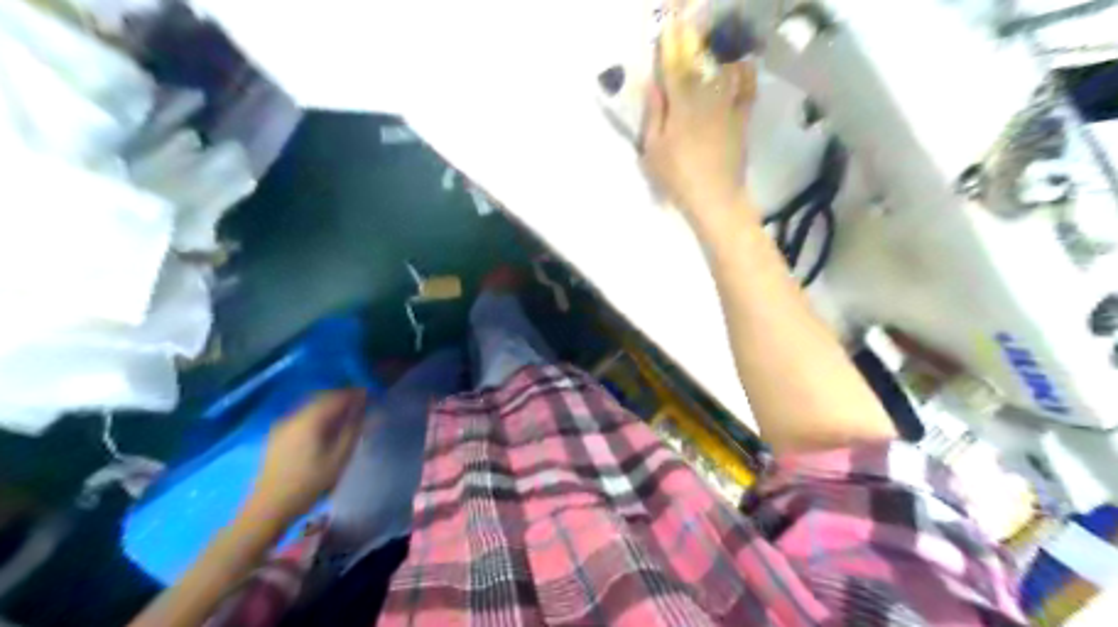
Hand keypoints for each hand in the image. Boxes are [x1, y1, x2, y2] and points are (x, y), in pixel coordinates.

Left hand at [245, 391, 365, 524]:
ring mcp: (282, 426)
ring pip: (311, 407)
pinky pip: (302, 416)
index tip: (370, 396)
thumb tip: (364, 409)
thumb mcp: (339, 457)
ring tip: (346, 415)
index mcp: (309, 420)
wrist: (268, 508)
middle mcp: (293, 417)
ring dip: (330, 406)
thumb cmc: (308, 484)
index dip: (354, 394)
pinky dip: (318, 415)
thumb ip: (353, 429)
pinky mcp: (277, 436)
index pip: (336, 397)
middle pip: (322, 398)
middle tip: (361, 404)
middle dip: (342, 398)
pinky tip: (325, 427)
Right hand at [642, 14, 754, 227]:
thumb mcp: (652, 150)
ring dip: (719, 50)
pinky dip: (745, 74)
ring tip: (717, 36)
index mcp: (680, 106)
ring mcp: (728, 107)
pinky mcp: (742, 119)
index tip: (668, 22)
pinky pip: (747, 89)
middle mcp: (706, 98)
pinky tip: (743, 63)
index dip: (670, 43)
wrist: (715, 197)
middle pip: (699, 62)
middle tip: (689, 19)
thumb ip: (653, 115)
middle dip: (693, 39)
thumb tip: (652, 83)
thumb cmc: (677, 177)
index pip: (673, 67)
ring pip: (724, 71)